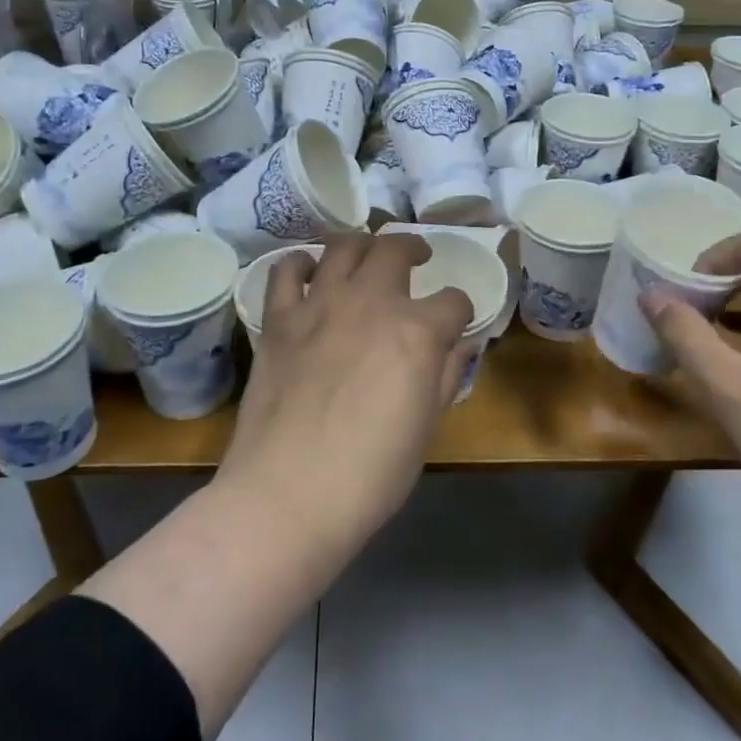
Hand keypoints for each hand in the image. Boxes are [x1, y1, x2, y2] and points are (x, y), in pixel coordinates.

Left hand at [217, 233, 473, 553]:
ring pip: (344, 246)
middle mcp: (371, 303)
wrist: (289, 494)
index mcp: (417, 332)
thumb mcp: (427, 427)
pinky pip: (287, 271)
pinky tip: (310, 273)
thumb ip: (447, 375)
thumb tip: (461, 345)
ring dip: (363, 245)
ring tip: (367, 256)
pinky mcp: (279, 319)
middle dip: (414, 249)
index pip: (453, 301)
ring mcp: (320, 305)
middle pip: (397, 250)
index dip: (460, 312)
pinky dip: (301, 264)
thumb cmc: (371, 474)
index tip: (456, 324)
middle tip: (418, 259)